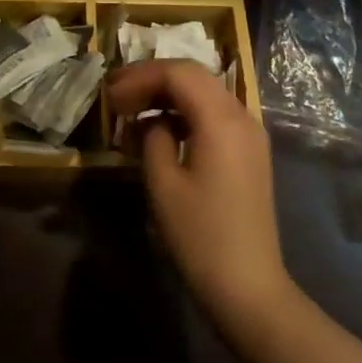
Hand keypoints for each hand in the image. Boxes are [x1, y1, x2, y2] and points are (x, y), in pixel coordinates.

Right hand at [109, 60, 295, 329]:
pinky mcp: (250, 151)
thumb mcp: (163, 183)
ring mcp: (250, 133)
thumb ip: (153, 137)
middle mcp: (242, 115)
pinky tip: (162, 128)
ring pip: (205, 92)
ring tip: (133, 109)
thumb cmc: (201, 237)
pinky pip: (215, 113)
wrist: (250, 289)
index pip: (178, 73)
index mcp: (221, 119)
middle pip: (193, 75)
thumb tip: (151, 120)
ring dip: (169, 93)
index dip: (140, 76)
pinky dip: (186, 111)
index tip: (111, 93)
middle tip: (117, 95)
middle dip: (153, 79)